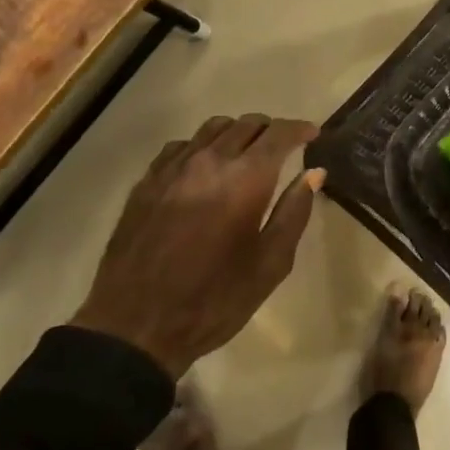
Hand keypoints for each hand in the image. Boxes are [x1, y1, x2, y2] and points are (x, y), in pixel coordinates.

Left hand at [72, 114, 323, 377]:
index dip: (300, 129)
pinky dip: (202, 148)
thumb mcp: (271, 264)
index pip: (278, 134)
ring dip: (237, 134)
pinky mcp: (146, 182)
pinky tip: (205, 170)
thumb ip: (294, 212)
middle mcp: (209, 161)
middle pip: (246, 124)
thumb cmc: (215, 299)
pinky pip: (181, 147)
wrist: (136, 326)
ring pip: (212, 129)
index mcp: (245, 179)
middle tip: (284, 148)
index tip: (312, 135)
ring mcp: (172, 169)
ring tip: (246, 155)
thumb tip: (313, 173)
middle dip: (271, 130)